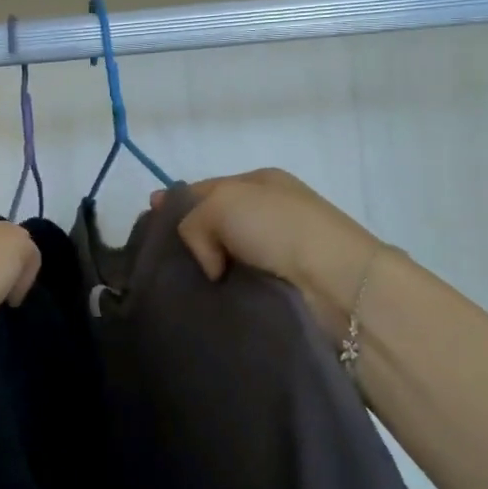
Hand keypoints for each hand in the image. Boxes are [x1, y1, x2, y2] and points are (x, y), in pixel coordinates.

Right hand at [157, 169, 381, 338]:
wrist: (339, 285)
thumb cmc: (280, 229)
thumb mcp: (223, 202)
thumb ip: (193, 220)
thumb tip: (210, 266)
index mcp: (260, 183)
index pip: (206, 188)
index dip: (175, 202)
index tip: (148, 220)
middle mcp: (269, 214)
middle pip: (213, 224)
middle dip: (187, 241)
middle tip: (159, 263)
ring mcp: (277, 253)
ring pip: (224, 259)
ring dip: (205, 273)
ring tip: (179, 291)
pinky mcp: (283, 290)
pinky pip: (239, 287)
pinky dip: (223, 295)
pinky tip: (205, 306)